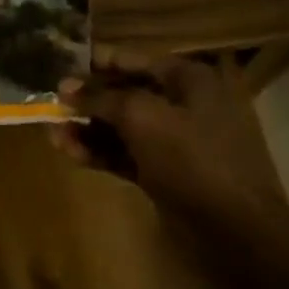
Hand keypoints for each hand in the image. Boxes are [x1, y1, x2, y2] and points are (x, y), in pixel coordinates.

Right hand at [58, 48, 288, 222]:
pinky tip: (70, 153)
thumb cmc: (192, 157)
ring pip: (123, 128)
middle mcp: (183, 103)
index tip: (58, 66)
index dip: (94, 62)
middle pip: (125, 93)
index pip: (132, 59)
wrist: (238, 229)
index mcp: (187, 78)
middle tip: (50, 104)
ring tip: (53, 133)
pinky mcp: (167, 173)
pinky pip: (128, 155)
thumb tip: (65, 86)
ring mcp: (176, 141)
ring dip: (89, 129)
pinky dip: (101, 153)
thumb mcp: (142, 117)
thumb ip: (101, 98)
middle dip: (88, 100)